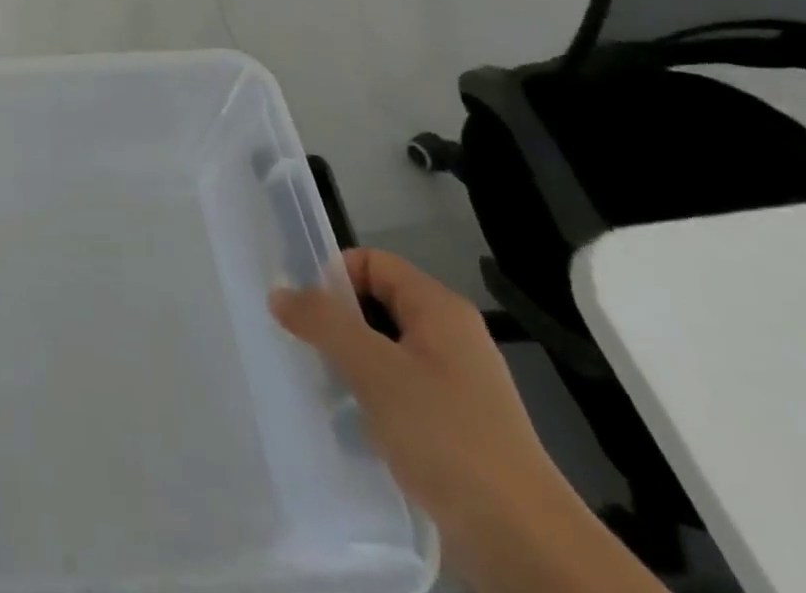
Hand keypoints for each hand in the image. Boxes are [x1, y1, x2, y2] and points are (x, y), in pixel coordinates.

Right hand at [271, 250, 664, 592]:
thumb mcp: (373, 369)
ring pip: (386, 349)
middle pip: (377, 304)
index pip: (372, 262)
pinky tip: (358, 423)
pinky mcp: (459, 424)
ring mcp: (459, 382)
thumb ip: (322, 322)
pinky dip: (375, 396)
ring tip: (326, 388)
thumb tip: (280, 292)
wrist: (525, 542)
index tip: (303, 310)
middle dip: (338, 322)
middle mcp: (452, 335)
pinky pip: (402, 389)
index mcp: (439, 308)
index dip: (334, 277)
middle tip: (306, 348)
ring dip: (352, 363)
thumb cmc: (446, 435)